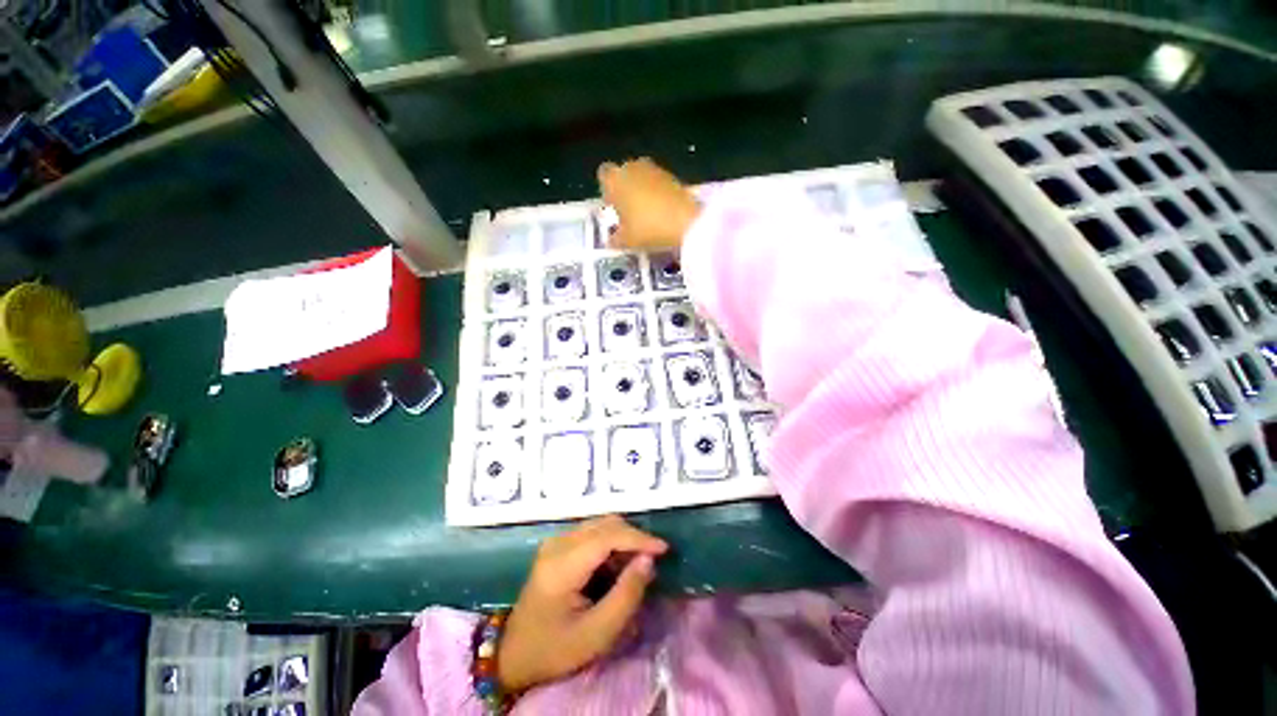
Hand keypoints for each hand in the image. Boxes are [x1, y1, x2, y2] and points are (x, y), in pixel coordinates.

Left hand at [497, 515, 668, 692]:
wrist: (514, 655)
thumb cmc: (555, 650)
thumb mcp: (597, 634)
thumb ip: (626, 595)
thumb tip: (648, 560)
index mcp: (561, 565)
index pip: (607, 536)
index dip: (638, 538)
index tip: (664, 549)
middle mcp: (557, 544)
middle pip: (605, 524)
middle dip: (633, 537)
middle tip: (653, 560)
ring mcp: (555, 541)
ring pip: (600, 525)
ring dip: (623, 539)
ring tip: (637, 565)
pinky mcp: (557, 546)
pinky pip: (592, 533)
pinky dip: (611, 544)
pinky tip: (617, 566)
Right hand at [597, 158, 700, 251]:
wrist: (686, 223)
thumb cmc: (647, 229)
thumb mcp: (626, 241)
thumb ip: (615, 239)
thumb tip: (612, 240)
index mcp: (615, 180)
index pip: (603, 175)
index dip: (607, 190)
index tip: (613, 206)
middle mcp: (633, 168)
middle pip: (624, 174)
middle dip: (625, 190)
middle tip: (629, 213)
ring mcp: (656, 170)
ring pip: (643, 178)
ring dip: (643, 192)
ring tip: (647, 216)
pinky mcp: (674, 176)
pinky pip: (660, 185)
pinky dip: (659, 195)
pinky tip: (663, 214)